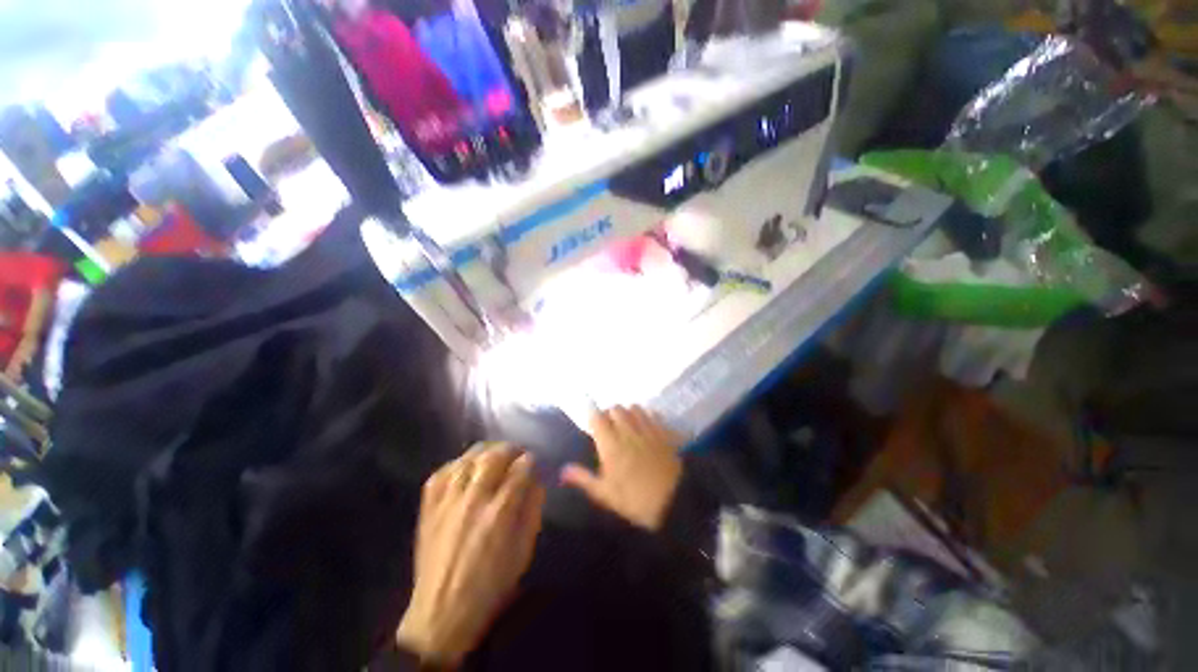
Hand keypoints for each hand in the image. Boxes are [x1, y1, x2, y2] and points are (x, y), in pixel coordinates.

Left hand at [398, 444, 545, 666]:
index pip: (520, 470)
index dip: (530, 461)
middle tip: (517, 453)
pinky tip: (465, 466)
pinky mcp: (429, 509)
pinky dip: (456, 463)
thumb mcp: (523, 552)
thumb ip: (533, 511)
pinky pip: (441, 473)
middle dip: (510, 449)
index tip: (533, 461)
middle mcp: (473, 500)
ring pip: (467, 459)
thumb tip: (537, 481)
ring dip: (485, 451)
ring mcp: (447, 502)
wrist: (441, 614)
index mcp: (500, 514)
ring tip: (494, 454)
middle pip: (493, 457)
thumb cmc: (491, 586)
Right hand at [561, 406, 682, 530]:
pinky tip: (645, 425)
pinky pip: (651, 413)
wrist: (675, 501)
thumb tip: (563, 470)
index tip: (590, 420)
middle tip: (608, 427)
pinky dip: (645, 414)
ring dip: (627, 412)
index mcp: (610, 444)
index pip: (597, 417)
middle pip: (615, 408)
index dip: (592, 414)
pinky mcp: (663, 431)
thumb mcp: (606, 494)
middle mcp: (627, 430)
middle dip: (609, 413)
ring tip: (626, 424)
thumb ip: (583, 479)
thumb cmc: (635, 500)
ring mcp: (647, 428)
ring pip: (633, 407)